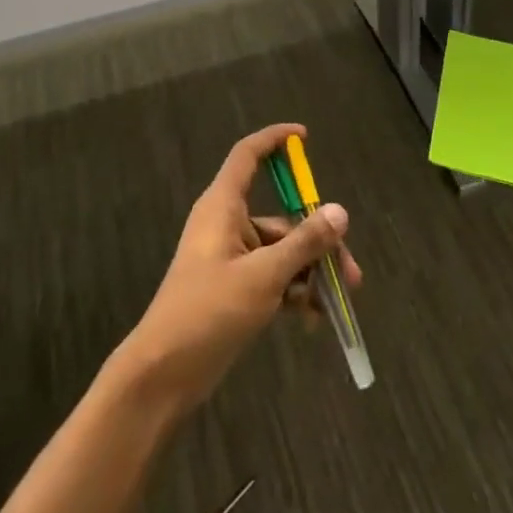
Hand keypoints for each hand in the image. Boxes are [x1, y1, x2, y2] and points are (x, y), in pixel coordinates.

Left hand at [116, 124, 360, 413]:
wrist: (163, 375)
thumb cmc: (208, 312)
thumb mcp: (263, 276)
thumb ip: (304, 243)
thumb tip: (340, 211)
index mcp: (222, 207)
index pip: (248, 155)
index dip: (274, 140)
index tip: (305, 137)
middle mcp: (227, 226)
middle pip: (282, 218)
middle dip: (317, 241)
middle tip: (350, 273)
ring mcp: (230, 259)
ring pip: (281, 252)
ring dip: (310, 273)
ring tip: (337, 303)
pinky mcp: (233, 289)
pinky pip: (272, 278)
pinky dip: (293, 293)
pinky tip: (313, 320)